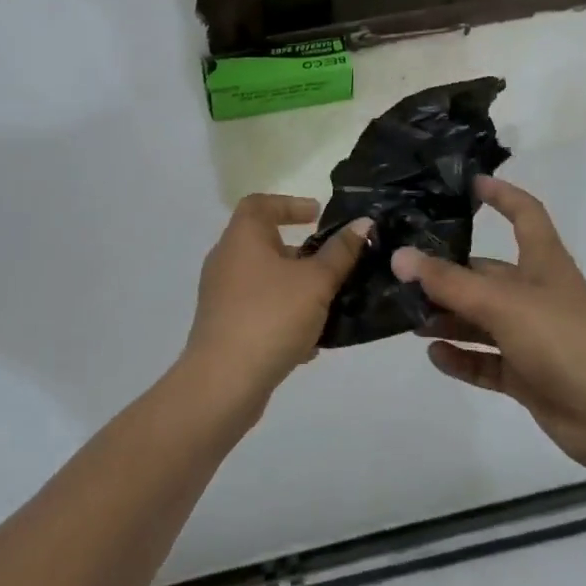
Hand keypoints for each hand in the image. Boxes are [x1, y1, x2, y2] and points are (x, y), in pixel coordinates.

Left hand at [183, 195, 369, 411]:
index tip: (317, 216)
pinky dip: (284, 317)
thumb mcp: (316, 282)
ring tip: (328, 303)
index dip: (289, 204)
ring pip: (265, 281)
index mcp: (242, 238)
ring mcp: (221, 296)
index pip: (260, 204)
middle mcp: (226, 261)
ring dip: (296, 288)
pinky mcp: (224, 327)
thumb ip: (341, 252)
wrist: (225, 382)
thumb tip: (363, 224)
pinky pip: (259, 311)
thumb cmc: (271, 316)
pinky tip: (309, 343)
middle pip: (264, 243)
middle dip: (301, 252)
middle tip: (331, 263)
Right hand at [391, 177, 585, 472]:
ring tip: (407, 318)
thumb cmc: (562, 341)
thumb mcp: (502, 303)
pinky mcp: (528, 374)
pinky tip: (434, 355)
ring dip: (448, 318)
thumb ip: (449, 282)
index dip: (501, 195)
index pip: (525, 214)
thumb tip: (400, 255)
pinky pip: (486, 359)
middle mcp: (537, 294)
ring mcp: (533, 336)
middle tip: (402, 274)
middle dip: (448, 274)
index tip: (468, 184)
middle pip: (487, 273)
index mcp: (544, 263)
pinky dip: (462, 357)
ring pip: (481, 319)